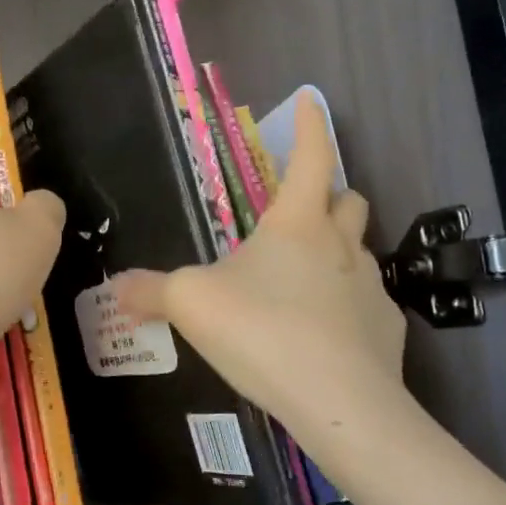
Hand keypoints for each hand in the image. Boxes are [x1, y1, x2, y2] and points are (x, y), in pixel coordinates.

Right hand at [115, 96, 407, 466]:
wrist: (339, 403)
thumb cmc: (262, 331)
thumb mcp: (192, 305)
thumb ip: (151, 291)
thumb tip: (116, 288)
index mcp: (296, 224)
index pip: (310, 157)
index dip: (310, 126)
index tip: (313, 101)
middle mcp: (341, 245)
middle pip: (348, 199)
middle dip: (329, 194)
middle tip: (301, 211)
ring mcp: (372, 287)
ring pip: (359, 251)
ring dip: (337, 252)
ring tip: (304, 282)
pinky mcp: (388, 329)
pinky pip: (369, 304)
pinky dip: (348, 307)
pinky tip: (325, 335)